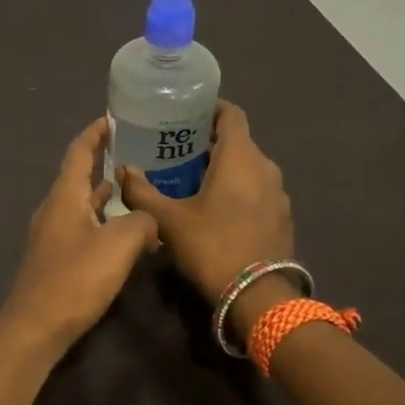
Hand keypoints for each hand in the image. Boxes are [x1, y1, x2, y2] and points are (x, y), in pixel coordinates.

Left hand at [0, 118, 159, 350]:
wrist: (36, 327)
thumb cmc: (75, 278)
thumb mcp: (119, 244)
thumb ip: (141, 221)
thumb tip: (148, 220)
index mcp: (65, 197)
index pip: (79, 152)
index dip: (96, 133)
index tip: (114, 119)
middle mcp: (55, 210)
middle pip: (80, 177)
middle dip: (106, 163)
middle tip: (139, 155)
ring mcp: (53, 236)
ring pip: (84, 206)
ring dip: (108, 196)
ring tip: (139, 191)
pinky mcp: (57, 259)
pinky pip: (85, 229)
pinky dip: (105, 223)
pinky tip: (127, 235)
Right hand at [119, 101, 292, 304]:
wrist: (258, 296)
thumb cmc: (212, 246)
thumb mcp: (168, 220)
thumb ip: (142, 192)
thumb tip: (123, 171)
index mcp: (240, 157)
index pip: (231, 114)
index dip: (211, 108)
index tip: (187, 113)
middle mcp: (265, 167)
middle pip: (238, 142)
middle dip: (210, 143)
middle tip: (177, 152)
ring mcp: (278, 194)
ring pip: (249, 168)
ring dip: (224, 169)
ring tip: (193, 181)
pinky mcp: (282, 218)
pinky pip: (257, 191)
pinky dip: (238, 190)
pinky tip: (216, 209)